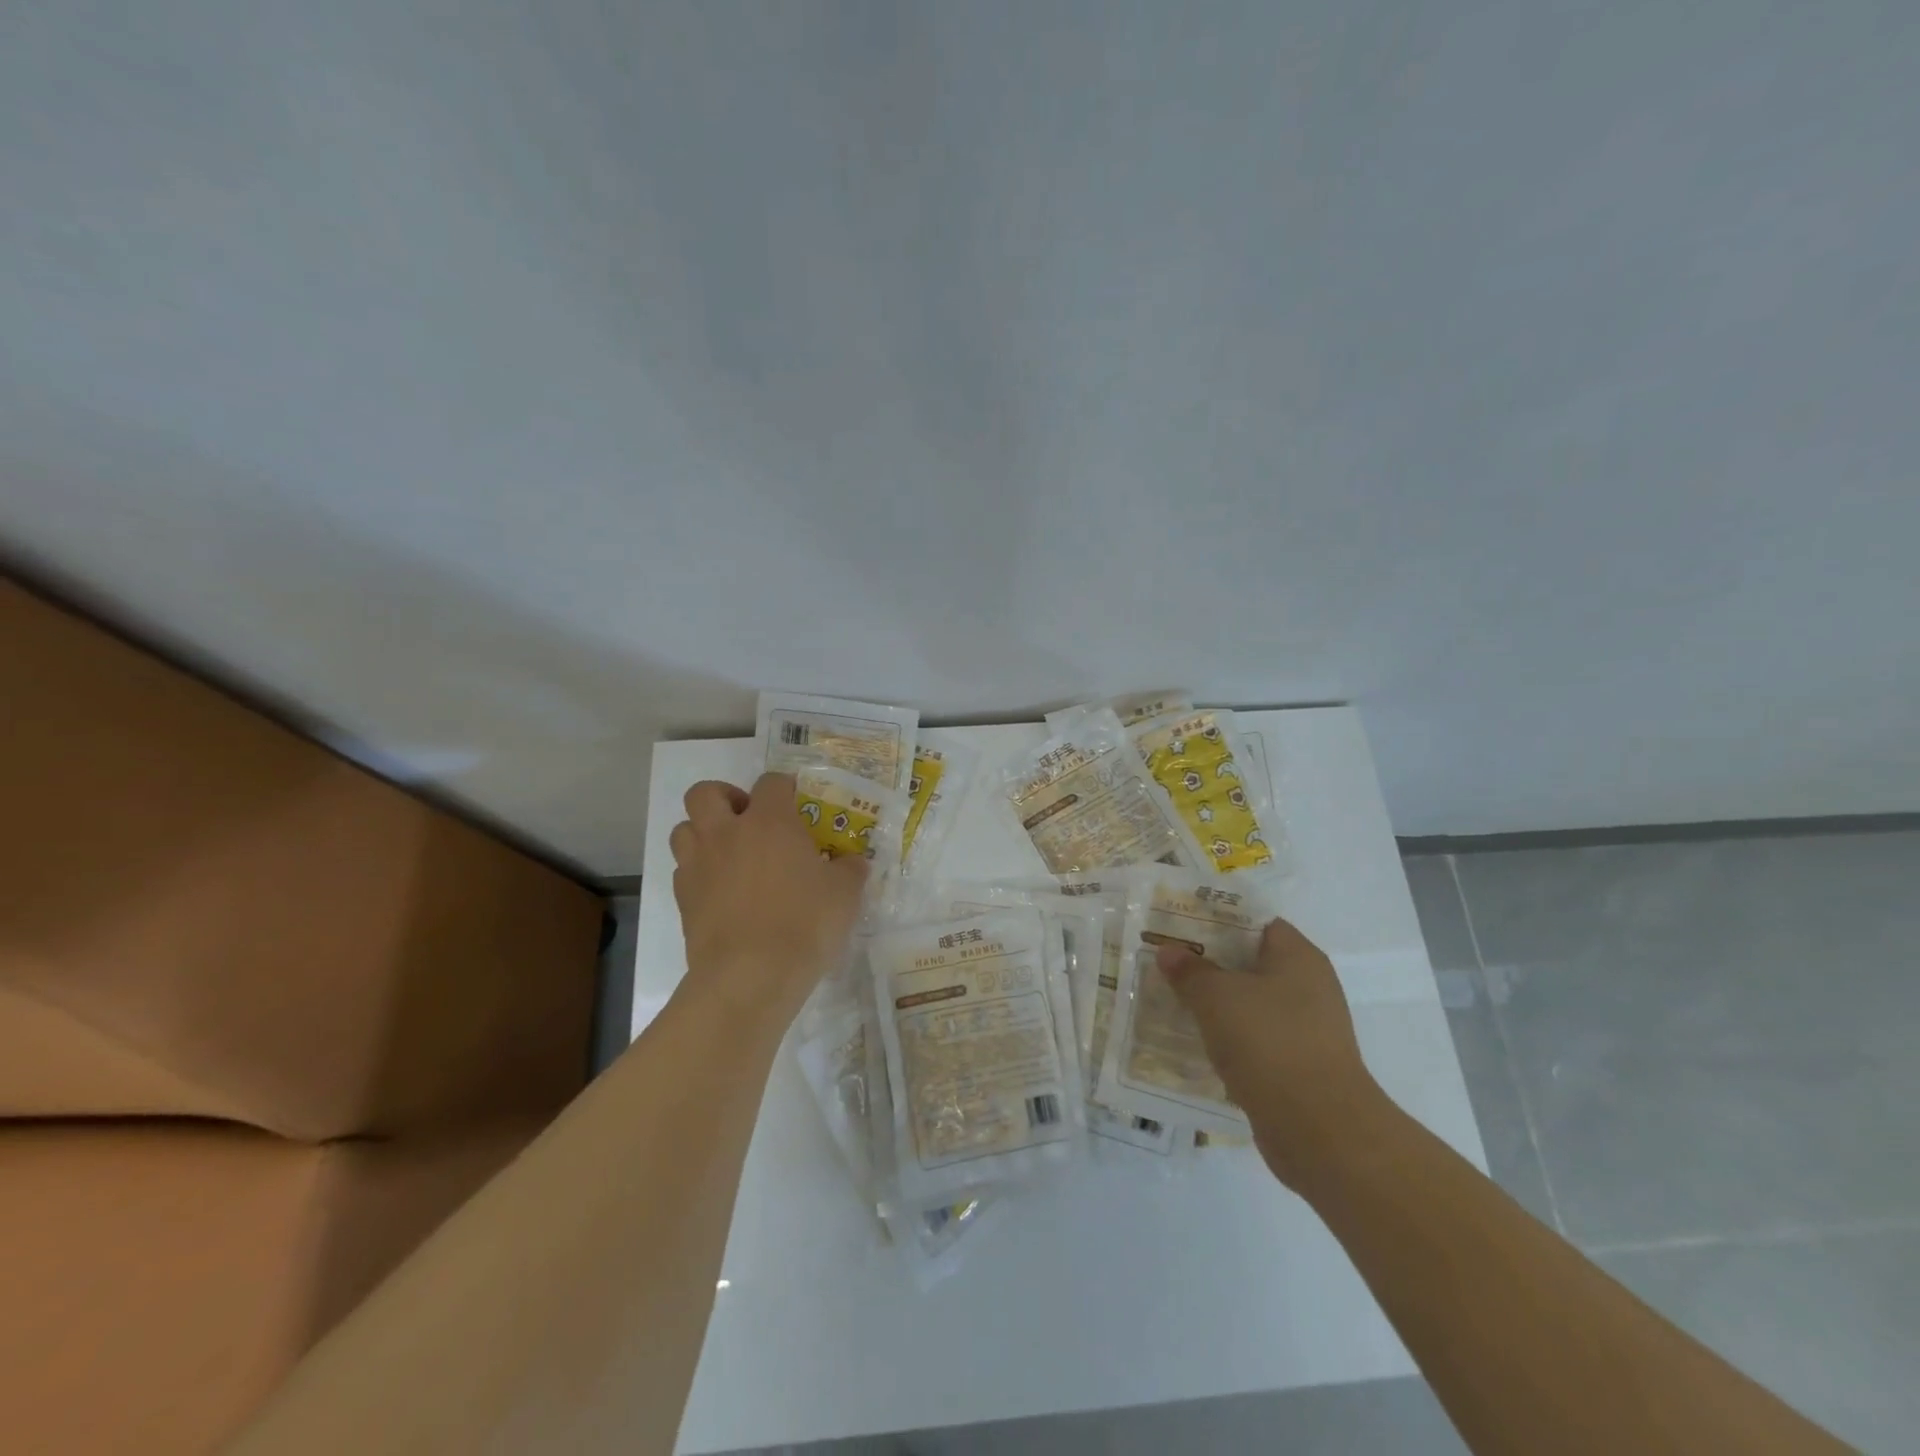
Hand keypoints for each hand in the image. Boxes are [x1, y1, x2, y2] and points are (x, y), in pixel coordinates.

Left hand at [669, 773, 868, 1027]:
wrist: (750, 976)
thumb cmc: (804, 924)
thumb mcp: (845, 894)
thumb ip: (849, 870)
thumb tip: (853, 862)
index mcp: (769, 822)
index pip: (771, 782)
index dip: (784, 789)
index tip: (796, 804)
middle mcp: (727, 833)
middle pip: (705, 793)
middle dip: (725, 798)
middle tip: (748, 821)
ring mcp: (699, 866)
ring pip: (684, 829)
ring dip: (704, 834)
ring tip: (730, 855)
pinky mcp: (682, 899)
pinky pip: (683, 870)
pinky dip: (699, 873)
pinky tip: (722, 893)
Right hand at [1158, 918, 1386, 1190]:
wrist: (1319, 1129)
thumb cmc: (1268, 1042)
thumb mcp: (1216, 997)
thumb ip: (1190, 970)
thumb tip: (1169, 951)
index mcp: (1298, 956)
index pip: (1255, 922)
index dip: (1217, 921)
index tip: (1179, 926)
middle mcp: (1309, 986)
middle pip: (1251, 963)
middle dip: (1209, 964)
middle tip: (1167, 962)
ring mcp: (1306, 1029)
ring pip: (1251, 1004)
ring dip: (1216, 1005)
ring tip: (1172, 1001)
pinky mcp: (1299, 1066)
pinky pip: (1256, 1040)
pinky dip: (1229, 1039)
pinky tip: (1196, 1043)